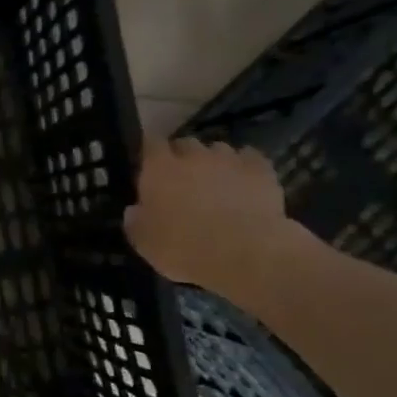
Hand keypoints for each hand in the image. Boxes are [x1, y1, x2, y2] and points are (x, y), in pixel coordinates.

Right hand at [122, 137, 310, 302]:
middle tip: (182, 179)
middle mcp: (193, 155)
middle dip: (182, 157)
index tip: (149, 165)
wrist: (245, 253)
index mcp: (159, 169)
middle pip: (185, 143)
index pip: (150, 143)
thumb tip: (134, 210)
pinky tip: (244, 182)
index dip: (150, 152)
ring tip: (215, 182)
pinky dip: (245, 167)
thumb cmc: (184, 248)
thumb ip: (135, 221)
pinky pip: (250, 159)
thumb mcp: (144, 243)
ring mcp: (230, 159)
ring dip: (213, 161)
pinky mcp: (261, 170)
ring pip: (218, 149)